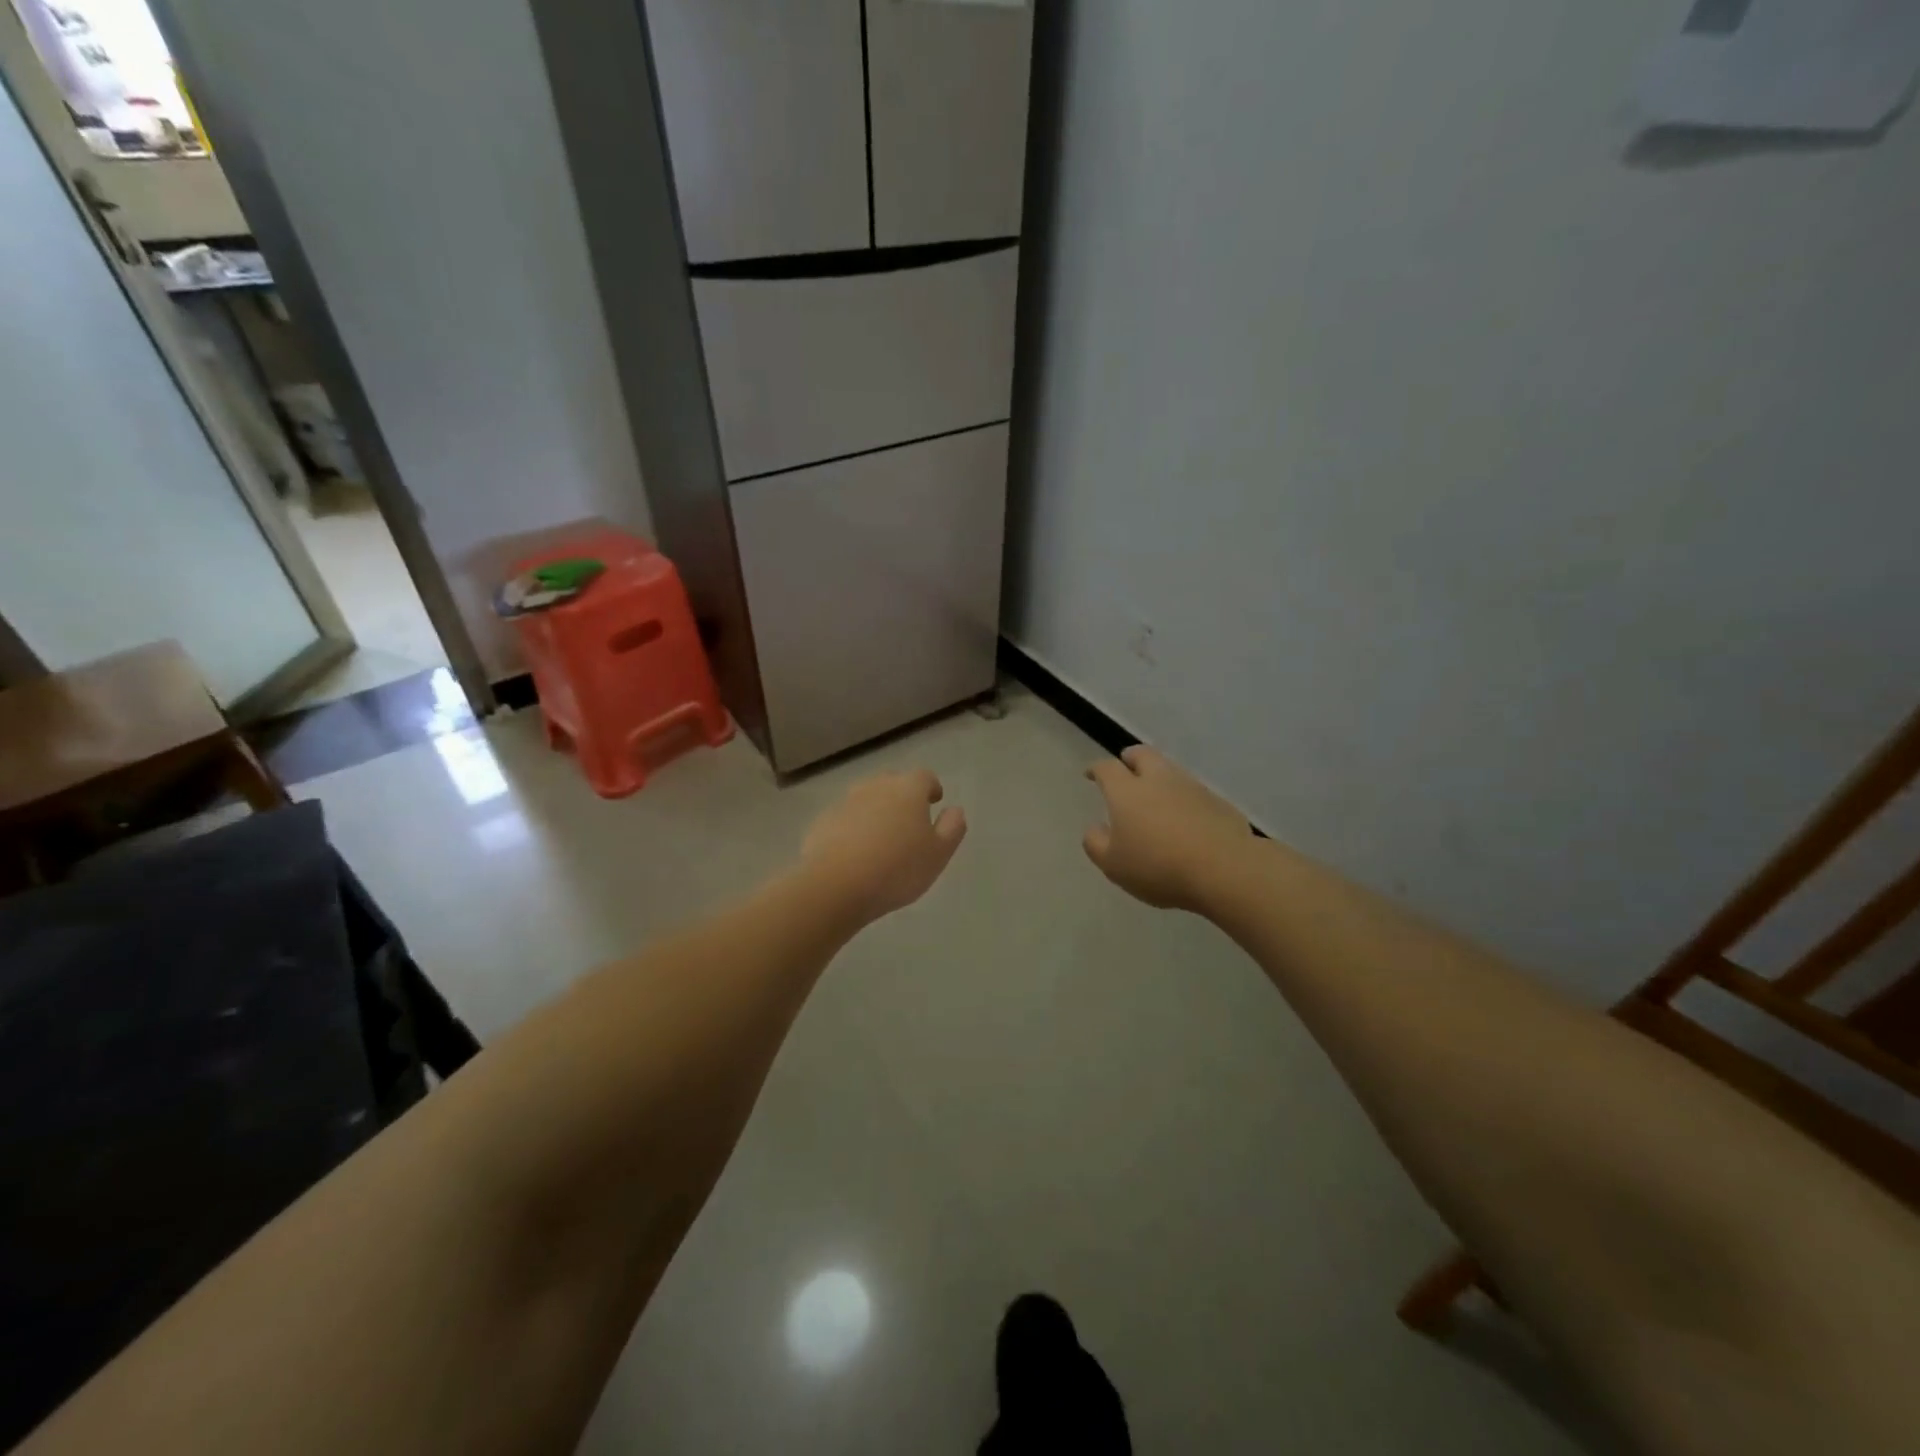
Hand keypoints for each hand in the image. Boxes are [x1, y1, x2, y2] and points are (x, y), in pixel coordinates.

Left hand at [802, 770, 967, 923]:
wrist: (834, 885)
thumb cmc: (896, 868)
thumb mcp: (938, 854)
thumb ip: (952, 828)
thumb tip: (955, 810)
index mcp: (907, 789)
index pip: (924, 776)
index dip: (931, 787)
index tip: (934, 801)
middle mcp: (875, 787)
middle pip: (892, 782)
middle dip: (902, 796)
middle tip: (909, 821)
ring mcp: (845, 802)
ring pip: (866, 798)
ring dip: (876, 811)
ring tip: (881, 838)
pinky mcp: (822, 821)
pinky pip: (845, 818)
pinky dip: (853, 827)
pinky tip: (855, 852)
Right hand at [1084, 746, 1252, 911]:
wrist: (1224, 870)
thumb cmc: (1158, 866)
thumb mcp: (1113, 865)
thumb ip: (1096, 843)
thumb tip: (1095, 828)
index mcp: (1127, 791)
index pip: (1107, 768)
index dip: (1097, 769)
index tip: (1091, 774)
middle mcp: (1158, 780)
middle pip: (1142, 754)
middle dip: (1130, 758)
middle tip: (1125, 769)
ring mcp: (1192, 787)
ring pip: (1170, 770)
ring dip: (1159, 777)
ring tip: (1155, 798)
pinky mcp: (1218, 802)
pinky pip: (1193, 792)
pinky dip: (1183, 798)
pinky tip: (1184, 819)